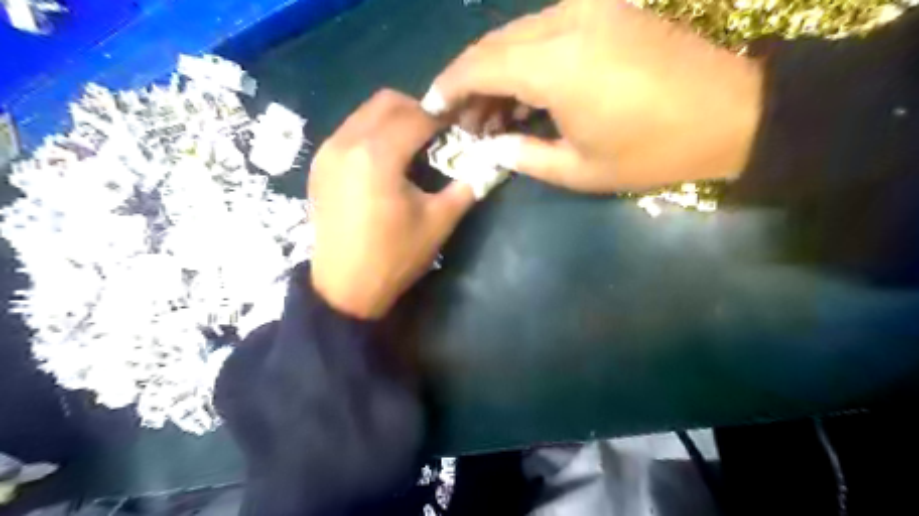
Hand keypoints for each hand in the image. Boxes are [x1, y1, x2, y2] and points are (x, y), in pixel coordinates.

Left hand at [313, 92, 477, 320]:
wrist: (344, 289)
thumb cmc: (394, 257)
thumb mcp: (438, 223)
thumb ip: (466, 187)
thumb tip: (488, 164)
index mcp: (377, 155)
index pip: (417, 116)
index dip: (443, 117)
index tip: (461, 126)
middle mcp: (346, 142)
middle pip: (387, 102)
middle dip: (418, 110)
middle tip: (438, 134)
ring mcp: (327, 152)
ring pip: (365, 113)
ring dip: (394, 119)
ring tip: (414, 145)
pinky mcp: (319, 165)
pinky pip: (350, 130)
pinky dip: (373, 132)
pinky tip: (387, 159)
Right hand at [428, 0, 764, 190]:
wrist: (730, 113)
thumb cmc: (651, 151)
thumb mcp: (579, 170)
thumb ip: (523, 156)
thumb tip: (489, 147)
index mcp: (555, 66)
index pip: (479, 65)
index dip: (449, 86)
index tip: (432, 108)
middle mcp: (565, 23)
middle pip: (493, 44)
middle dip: (470, 82)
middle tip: (465, 121)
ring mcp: (589, 9)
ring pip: (517, 34)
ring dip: (497, 71)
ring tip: (495, 114)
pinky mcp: (606, 10)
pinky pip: (546, 28)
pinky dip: (525, 58)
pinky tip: (527, 90)